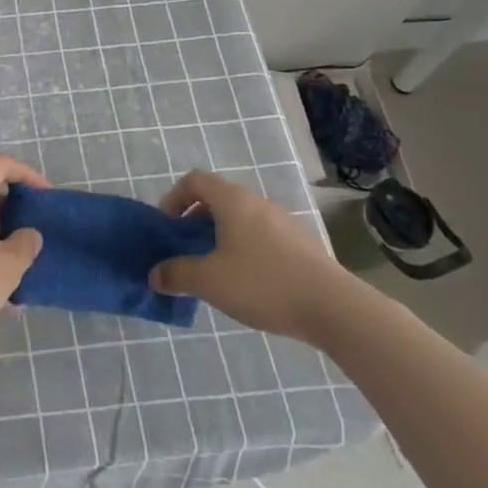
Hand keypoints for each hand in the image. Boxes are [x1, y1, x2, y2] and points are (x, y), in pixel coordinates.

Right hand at [147, 170, 356, 343]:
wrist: (333, 307)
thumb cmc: (263, 283)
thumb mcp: (210, 281)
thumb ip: (177, 274)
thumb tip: (154, 274)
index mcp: (232, 200)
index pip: (194, 180)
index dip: (174, 197)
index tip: (167, 226)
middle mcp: (257, 202)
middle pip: (218, 198)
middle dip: (196, 219)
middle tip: (186, 248)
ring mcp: (282, 222)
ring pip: (241, 218)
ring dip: (220, 235)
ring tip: (214, 268)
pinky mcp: (299, 244)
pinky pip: (261, 236)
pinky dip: (244, 248)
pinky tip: (247, 282)